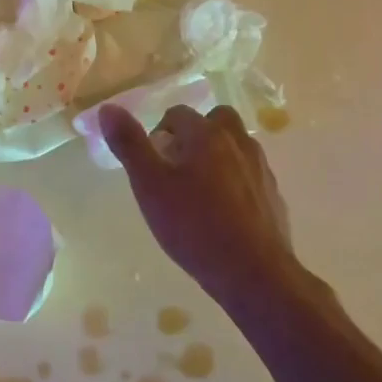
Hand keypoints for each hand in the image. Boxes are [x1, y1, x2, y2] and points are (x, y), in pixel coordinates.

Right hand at [101, 103, 324, 309]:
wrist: (252, 272)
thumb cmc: (193, 225)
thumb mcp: (149, 185)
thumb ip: (129, 144)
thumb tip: (109, 109)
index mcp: (207, 135)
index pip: (178, 114)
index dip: (160, 133)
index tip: (151, 163)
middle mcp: (238, 143)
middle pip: (216, 121)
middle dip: (195, 135)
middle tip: (176, 168)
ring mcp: (260, 169)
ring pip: (236, 147)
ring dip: (217, 156)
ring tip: (198, 190)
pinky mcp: (273, 196)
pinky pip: (250, 175)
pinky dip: (235, 181)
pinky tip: (222, 213)